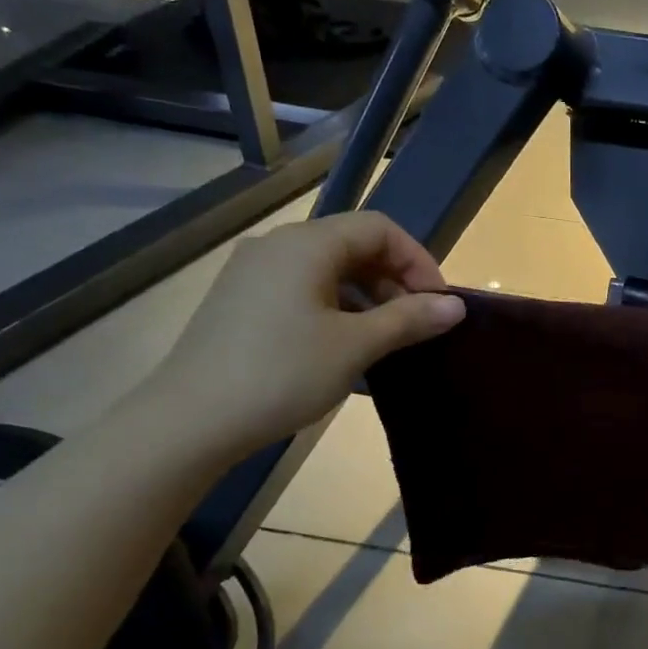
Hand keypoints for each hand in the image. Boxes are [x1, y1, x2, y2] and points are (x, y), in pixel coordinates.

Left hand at [133, 213, 463, 460]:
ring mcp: (254, 273)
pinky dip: (337, 308)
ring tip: (386, 340)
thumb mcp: (356, 347)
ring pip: (328, 270)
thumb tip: (455, 306)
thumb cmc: (282, 374)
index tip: (438, 304)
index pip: (379, 228)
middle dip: (394, 280)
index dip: (418, 261)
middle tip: (417, 325)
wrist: (191, 420)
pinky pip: (303, 290)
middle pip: (353, 245)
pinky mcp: (241, 302)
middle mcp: (277, 246)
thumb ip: (409, 319)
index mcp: (307, 244)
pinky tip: (346, 347)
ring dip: (368, 298)